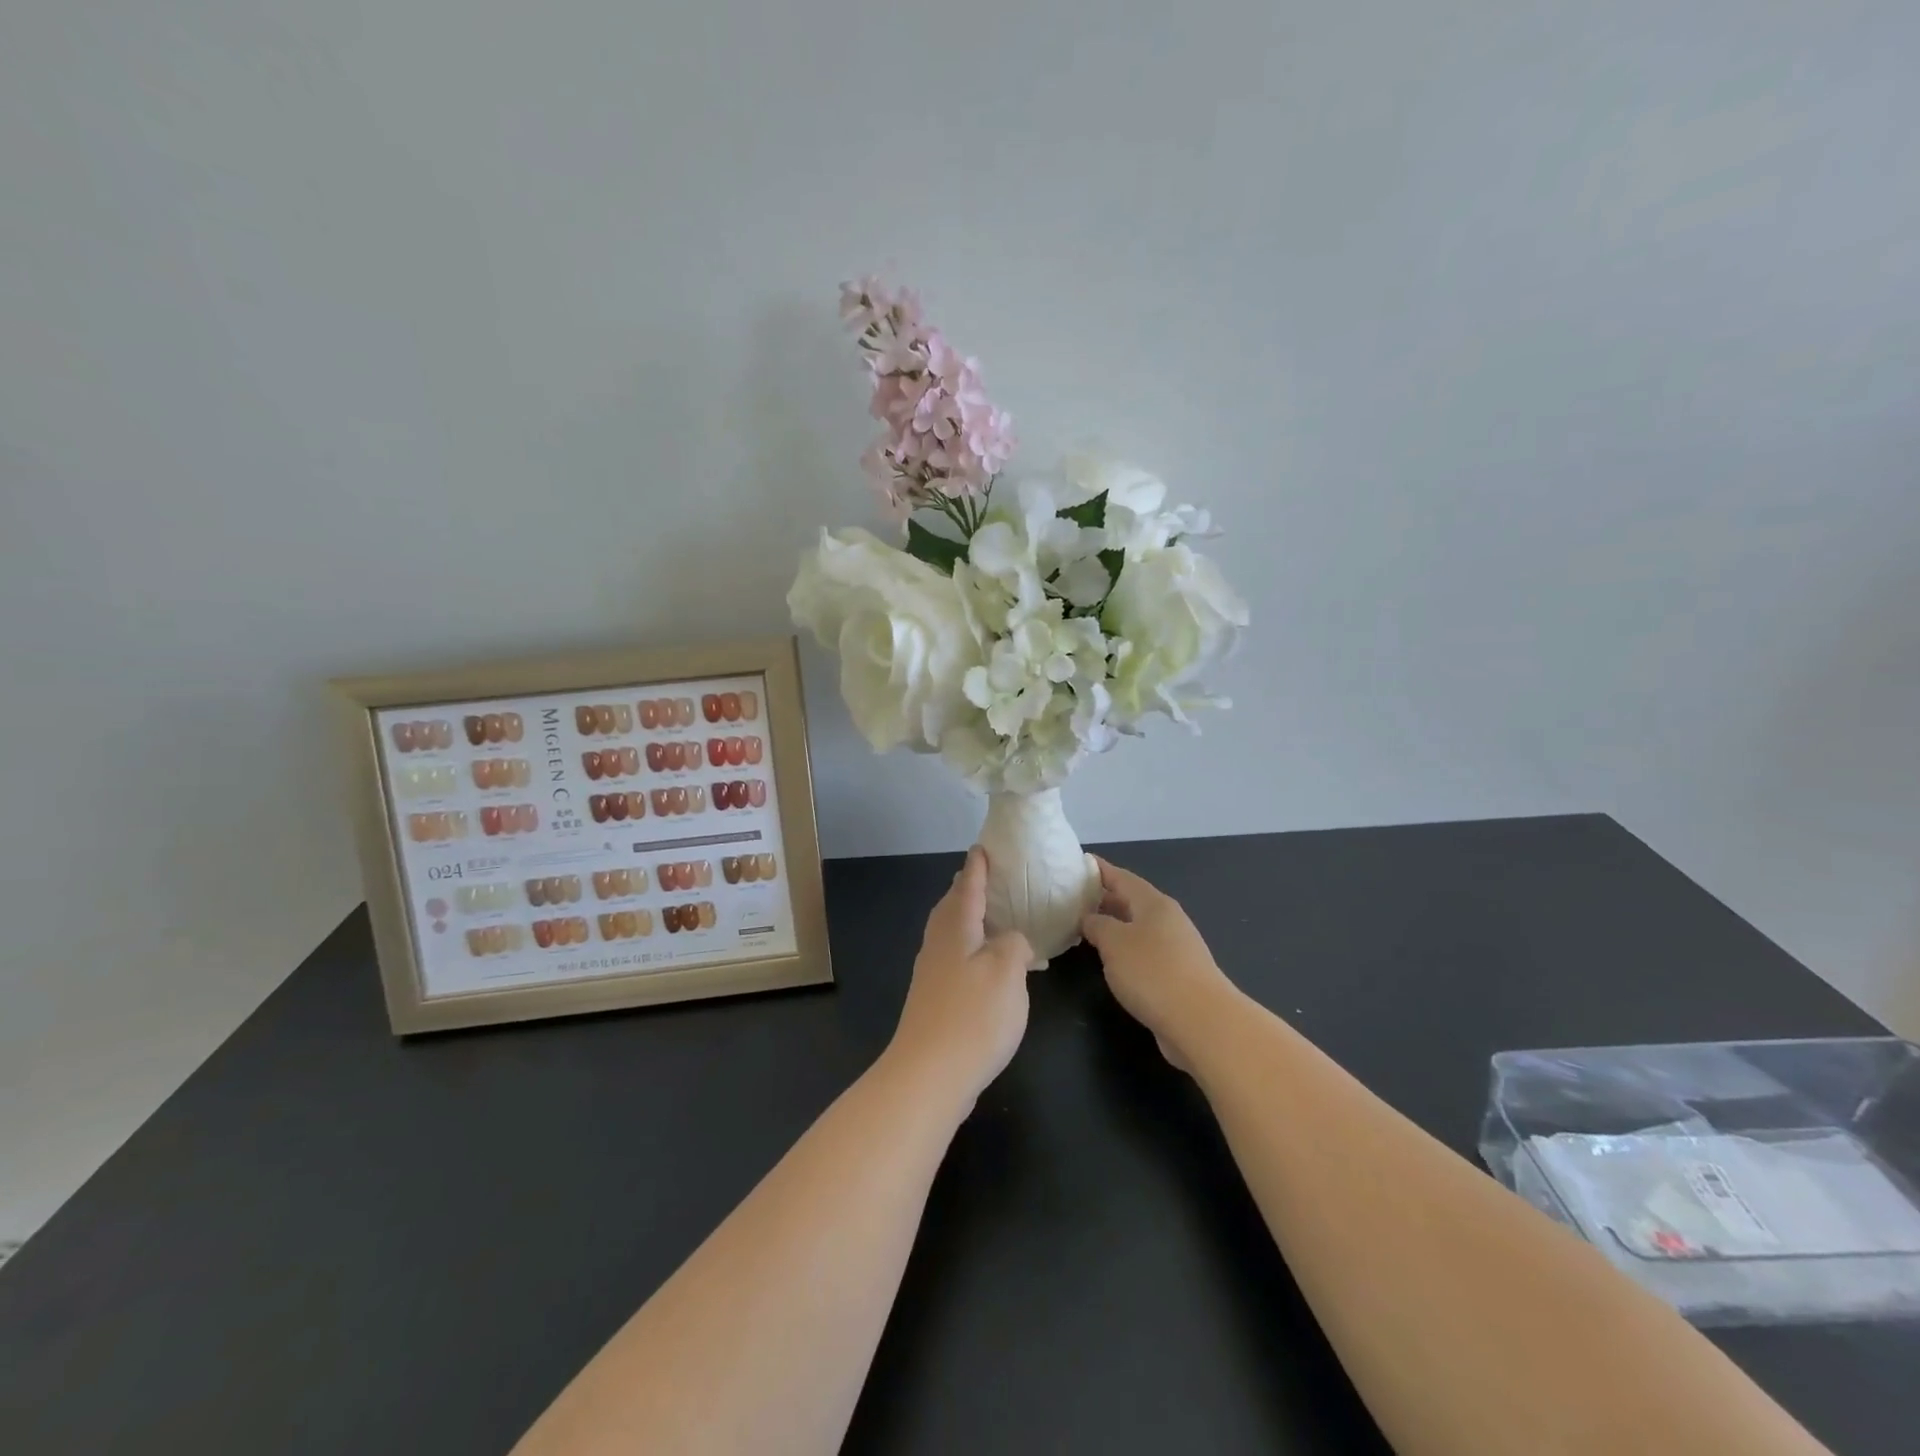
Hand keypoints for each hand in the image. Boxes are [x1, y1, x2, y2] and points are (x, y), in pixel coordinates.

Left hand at [885, 846, 1034, 1107]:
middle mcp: (939, 943)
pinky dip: (972, 949)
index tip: (984, 846)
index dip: (979, 865)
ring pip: (952, 932)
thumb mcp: (1008, 972)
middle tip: (993, 879)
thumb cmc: (973, 1015)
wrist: (928, 1075)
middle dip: (970, 889)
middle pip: (954, 906)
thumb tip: (1012, 942)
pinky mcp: (934, 999)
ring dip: (971, 919)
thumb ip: (1015, 945)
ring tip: (995, 918)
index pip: (968, 884)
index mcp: (956, 926)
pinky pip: (955, 957)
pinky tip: (988, 966)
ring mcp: (932, 972)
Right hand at [1081, 857, 1236, 1070]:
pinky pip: (1144, 951)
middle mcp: (1167, 919)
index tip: (1077, 863)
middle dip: (1103, 898)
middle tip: (1072, 899)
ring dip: (1113, 926)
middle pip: (1131, 901)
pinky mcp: (1178, 975)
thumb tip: (1090, 918)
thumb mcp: (1114, 943)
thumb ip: (1097, 925)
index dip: (1098, 870)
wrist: (1202, 1022)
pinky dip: (1124, 950)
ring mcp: (1176, 948)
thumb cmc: (1153, 973)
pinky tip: (1110, 961)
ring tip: (1084, 928)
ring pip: (1137, 928)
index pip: (1121, 877)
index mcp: (1154, 903)